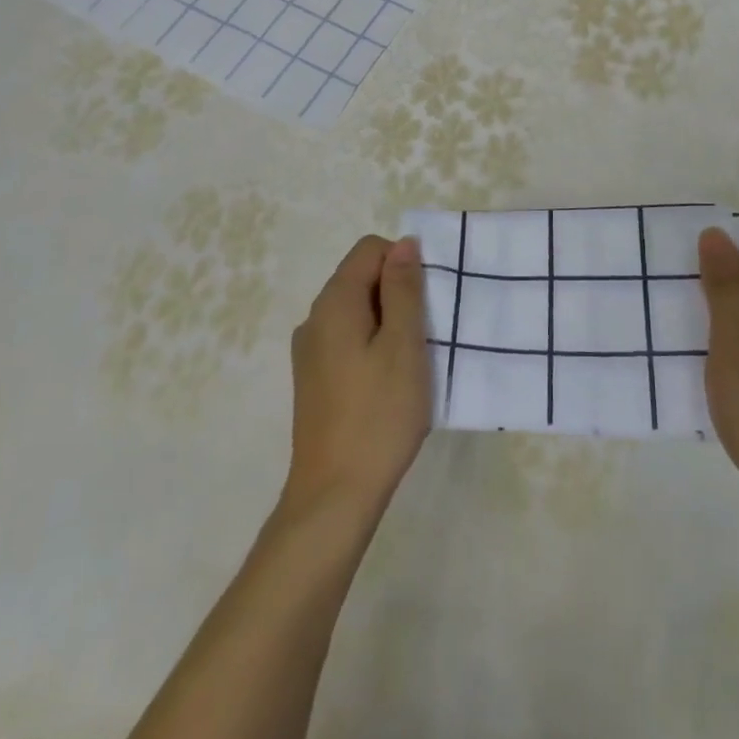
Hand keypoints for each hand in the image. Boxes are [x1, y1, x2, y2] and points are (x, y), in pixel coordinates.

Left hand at [283, 235, 431, 521]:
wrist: (334, 494)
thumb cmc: (379, 414)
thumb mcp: (404, 345)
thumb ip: (404, 289)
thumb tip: (404, 243)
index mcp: (334, 302)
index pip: (370, 250)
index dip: (404, 264)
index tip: (428, 303)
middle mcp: (315, 318)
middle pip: (361, 278)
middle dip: (398, 294)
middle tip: (426, 335)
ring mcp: (310, 351)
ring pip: (357, 312)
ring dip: (388, 323)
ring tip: (412, 362)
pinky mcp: (314, 379)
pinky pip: (348, 340)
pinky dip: (373, 346)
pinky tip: (390, 383)